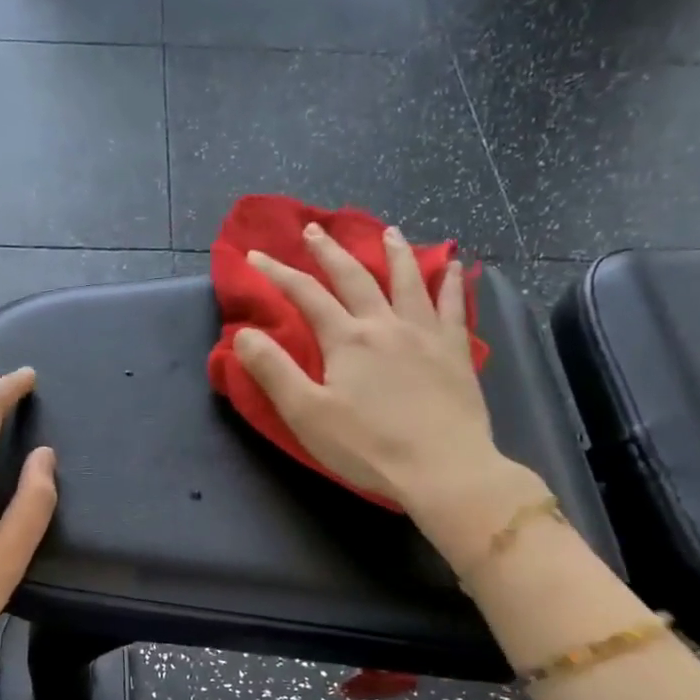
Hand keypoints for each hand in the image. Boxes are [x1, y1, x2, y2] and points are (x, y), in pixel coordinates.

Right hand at [233, 224, 540, 540]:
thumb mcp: (306, 414)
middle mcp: (385, 324)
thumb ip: (273, 371)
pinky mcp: (455, 352)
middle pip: (354, 277)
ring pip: (408, 281)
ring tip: (389, 231)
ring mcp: (425, 334)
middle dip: (330, 252)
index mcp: (347, 339)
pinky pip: (453, 306)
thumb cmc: (368, 447)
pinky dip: (452, 283)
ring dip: (395, 253)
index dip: (277, 273)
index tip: (255, 255)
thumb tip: (244, 333)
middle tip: (314, 230)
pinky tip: (456, 266)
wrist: (442, 469)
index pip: (306, 295)